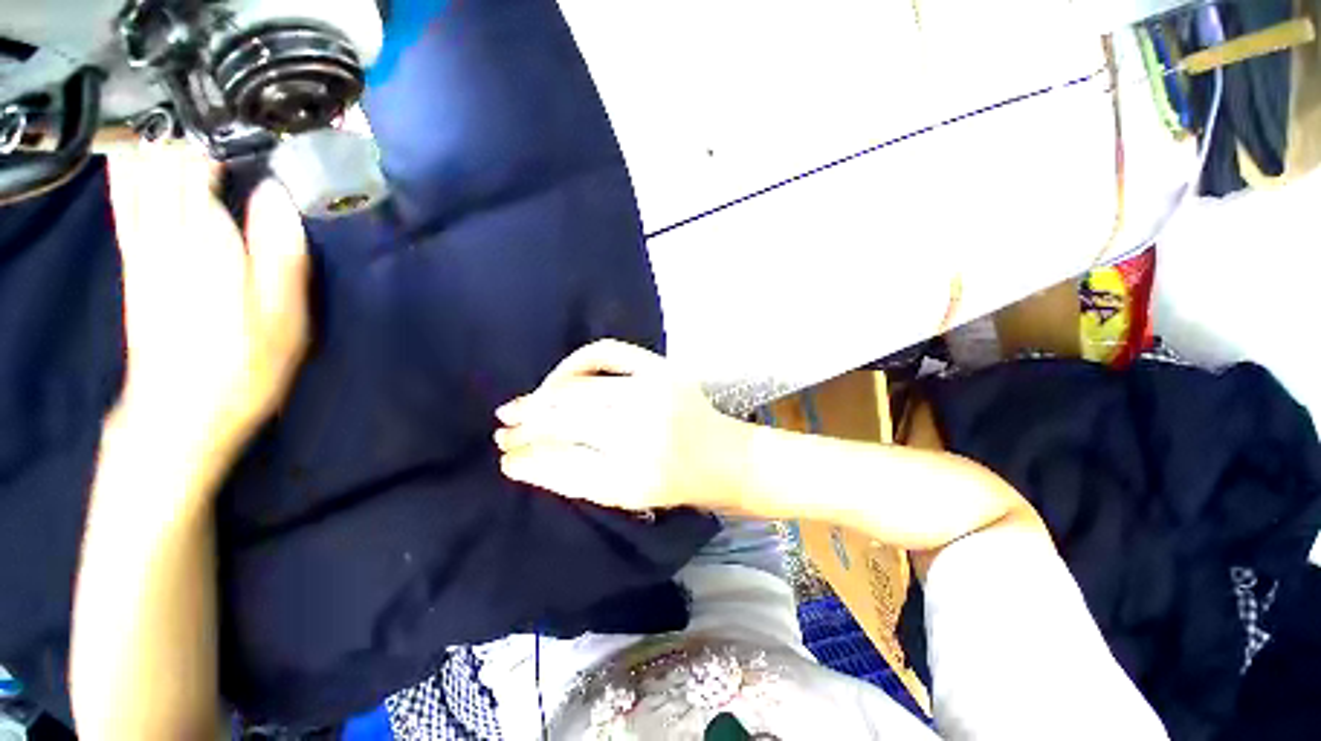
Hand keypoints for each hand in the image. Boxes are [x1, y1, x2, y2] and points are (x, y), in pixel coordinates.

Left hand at [105, 144, 309, 456]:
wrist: (181, 412)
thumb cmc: (245, 364)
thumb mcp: (284, 315)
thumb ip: (281, 252)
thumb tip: (277, 195)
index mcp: (205, 243)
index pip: (199, 170)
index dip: (215, 141)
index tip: (241, 127)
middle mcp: (164, 236)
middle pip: (163, 170)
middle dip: (181, 138)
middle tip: (210, 120)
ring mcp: (142, 252)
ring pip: (136, 183)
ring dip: (150, 149)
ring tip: (171, 126)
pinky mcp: (132, 269)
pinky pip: (124, 208)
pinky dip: (128, 178)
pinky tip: (133, 163)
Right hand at [494, 340, 749, 511]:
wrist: (725, 456)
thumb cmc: (679, 484)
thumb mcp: (629, 497)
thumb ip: (578, 479)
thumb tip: (525, 463)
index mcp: (637, 474)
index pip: (565, 461)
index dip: (530, 459)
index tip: (506, 460)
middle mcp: (644, 428)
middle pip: (569, 419)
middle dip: (529, 424)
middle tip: (503, 429)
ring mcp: (654, 390)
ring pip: (580, 387)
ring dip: (543, 396)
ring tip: (520, 406)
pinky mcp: (661, 367)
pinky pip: (606, 352)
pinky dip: (576, 362)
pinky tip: (560, 378)